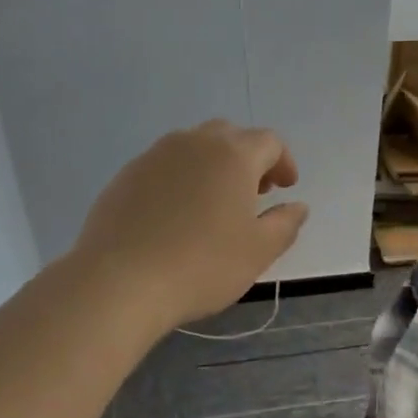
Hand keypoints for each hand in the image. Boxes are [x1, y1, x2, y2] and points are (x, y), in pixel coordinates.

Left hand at [71, 120, 309, 332]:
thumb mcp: (258, 251)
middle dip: (248, 158)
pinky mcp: (125, 176)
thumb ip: (285, 224)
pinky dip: (180, 179)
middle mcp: (194, 143)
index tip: (286, 188)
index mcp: (233, 154)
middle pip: (229, 136)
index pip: (269, 142)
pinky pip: (163, 166)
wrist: (119, 281)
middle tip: (254, 192)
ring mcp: (154, 156)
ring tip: (214, 202)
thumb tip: (297, 206)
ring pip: (193, 147)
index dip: (283, 162)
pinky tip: (176, 215)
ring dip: (212, 165)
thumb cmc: (202, 264)